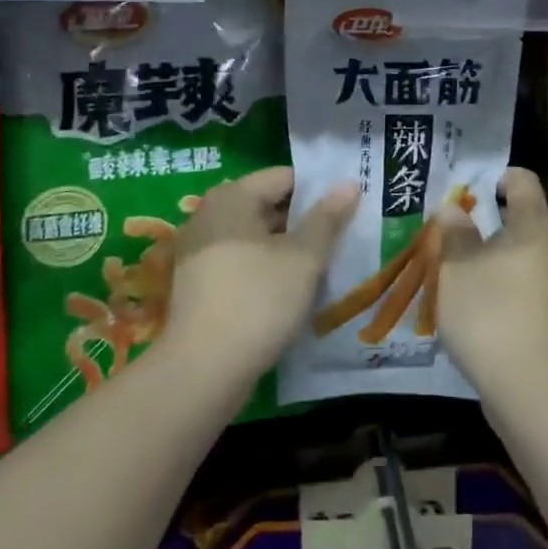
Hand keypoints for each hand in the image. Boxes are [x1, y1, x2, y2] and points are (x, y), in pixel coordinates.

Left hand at [158, 167, 357, 386]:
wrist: (202, 371)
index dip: (319, 190)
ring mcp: (199, 251)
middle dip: (304, 221)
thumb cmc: (258, 300)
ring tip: (323, 265)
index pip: (284, 177)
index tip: (347, 209)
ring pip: (256, 237)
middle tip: (341, 238)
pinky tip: (292, 289)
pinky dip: (266, 269)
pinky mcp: (198, 284)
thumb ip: (327, 218)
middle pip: (268, 206)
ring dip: (287, 248)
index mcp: (232, 197)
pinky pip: (241, 262)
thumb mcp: (303, 258)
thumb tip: (349, 184)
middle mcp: (209, 215)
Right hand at [435, 167, 547, 399]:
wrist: (529, 388)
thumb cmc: (489, 310)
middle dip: (484, 219)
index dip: (493, 177)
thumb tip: (454, 208)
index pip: (522, 180)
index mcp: (533, 225)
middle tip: (448, 229)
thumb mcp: (457, 265)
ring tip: (453, 266)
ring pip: (517, 255)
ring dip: (487, 255)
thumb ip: (454, 232)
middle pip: (520, 217)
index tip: (464, 192)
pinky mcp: (547, 318)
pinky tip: (470, 302)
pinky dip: (495, 285)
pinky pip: (518, 285)